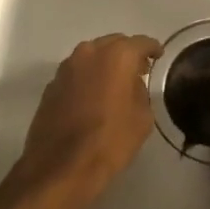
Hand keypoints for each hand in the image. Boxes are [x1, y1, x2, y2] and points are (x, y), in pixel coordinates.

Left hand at [12, 33, 161, 205]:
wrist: (61, 166)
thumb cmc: (110, 141)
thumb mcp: (142, 118)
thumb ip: (140, 92)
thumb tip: (132, 85)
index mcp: (116, 56)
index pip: (140, 43)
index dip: (152, 48)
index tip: (158, 54)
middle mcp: (89, 53)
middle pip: (113, 44)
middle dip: (126, 54)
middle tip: (138, 70)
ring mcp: (66, 68)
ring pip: (91, 56)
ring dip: (104, 65)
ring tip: (115, 83)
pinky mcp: (51, 85)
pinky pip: (76, 73)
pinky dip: (87, 79)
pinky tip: (93, 97)